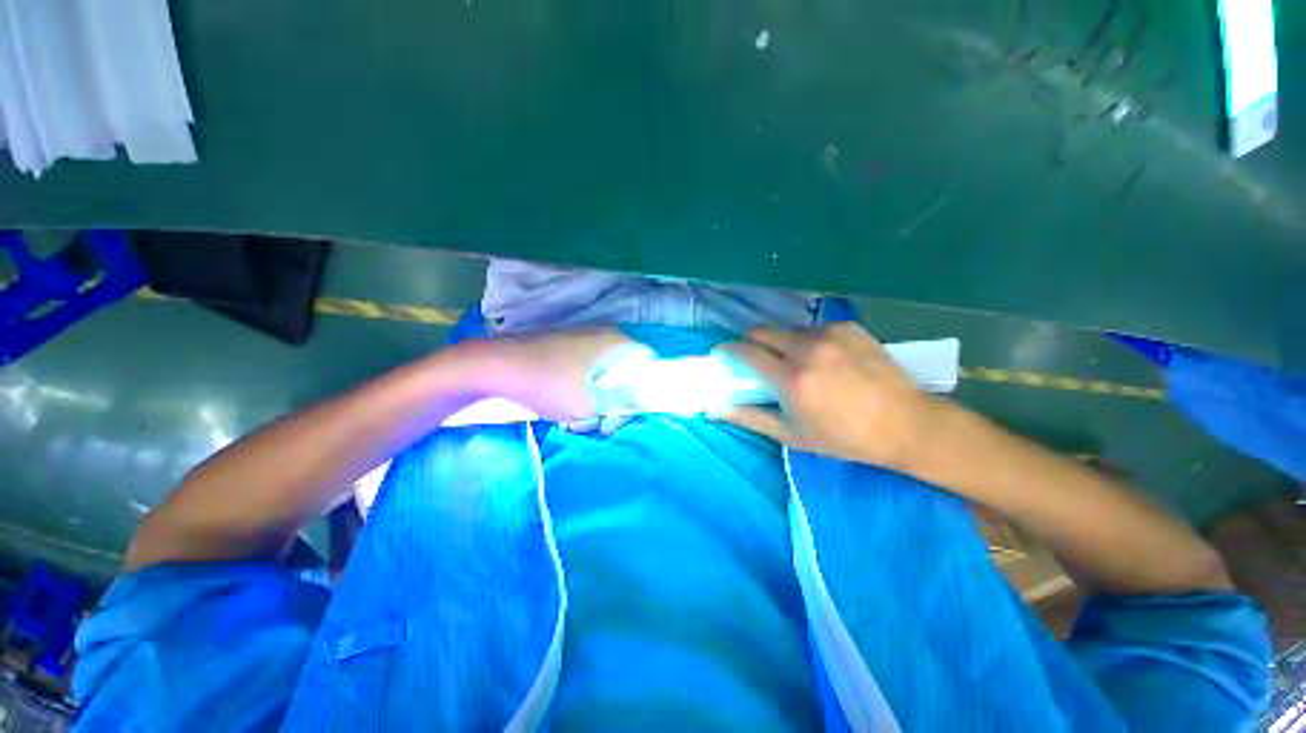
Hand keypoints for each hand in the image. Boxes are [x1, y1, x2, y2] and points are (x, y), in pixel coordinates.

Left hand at [455, 328, 636, 420]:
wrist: (494, 366)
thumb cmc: (548, 384)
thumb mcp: (591, 403)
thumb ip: (623, 403)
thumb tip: (638, 401)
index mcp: (616, 343)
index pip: (648, 362)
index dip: (645, 390)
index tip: (626, 413)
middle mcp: (603, 338)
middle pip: (624, 375)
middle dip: (613, 406)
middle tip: (598, 427)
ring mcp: (581, 341)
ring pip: (602, 378)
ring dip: (594, 405)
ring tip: (572, 424)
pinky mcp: (563, 349)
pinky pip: (584, 374)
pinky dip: (580, 395)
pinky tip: (561, 412)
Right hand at [713, 323, 940, 466]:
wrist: (907, 424)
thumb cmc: (845, 437)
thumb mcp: (793, 435)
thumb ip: (751, 418)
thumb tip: (717, 408)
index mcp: (792, 379)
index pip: (745, 351)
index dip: (728, 350)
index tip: (722, 355)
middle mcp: (808, 349)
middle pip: (760, 331)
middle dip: (750, 342)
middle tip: (756, 360)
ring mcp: (830, 333)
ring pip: (786, 329)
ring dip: (780, 342)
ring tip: (794, 363)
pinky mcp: (848, 326)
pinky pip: (812, 328)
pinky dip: (806, 341)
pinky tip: (823, 359)